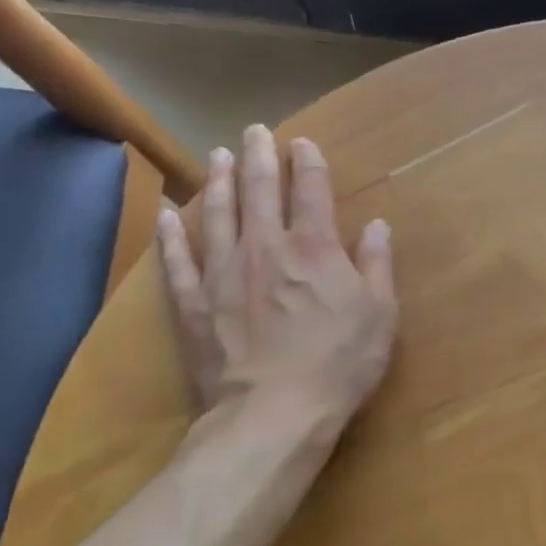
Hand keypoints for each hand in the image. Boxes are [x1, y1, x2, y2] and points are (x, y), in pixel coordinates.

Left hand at [157, 125, 396, 435]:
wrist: (274, 414)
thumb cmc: (339, 363)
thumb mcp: (380, 314)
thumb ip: (377, 264)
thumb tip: (377, 225)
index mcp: (315, 248)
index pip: (311, 191)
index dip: (307, 163)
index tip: (301, 143)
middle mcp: (266, 248)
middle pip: (260, 191)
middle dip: (259, 157)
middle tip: (254, 132)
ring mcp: (223, 273)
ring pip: (217, 215)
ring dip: (218, 182)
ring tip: (217, 156)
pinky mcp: (194, 304)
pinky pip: (177, 261)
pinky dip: (170, 236)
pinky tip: (166, 214)